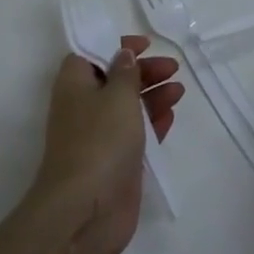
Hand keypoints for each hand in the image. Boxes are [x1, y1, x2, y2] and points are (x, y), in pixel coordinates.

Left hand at [31, 37, 183, 253]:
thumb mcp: (117, 96)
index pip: (91, 53)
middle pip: (115, 79)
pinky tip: (171, 115)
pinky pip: (137, 133)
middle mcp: (84, 107)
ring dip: (153, 94)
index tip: (145, 44)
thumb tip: (124, 55)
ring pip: (128, 106)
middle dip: (143, 71)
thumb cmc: (99, 141)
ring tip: (179, 90)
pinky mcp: (116, 161)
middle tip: (172, 68)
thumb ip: (125, 73)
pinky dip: (153, 121)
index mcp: (74, 85)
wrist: (86, 209)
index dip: (116, 46)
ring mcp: (100, 136)